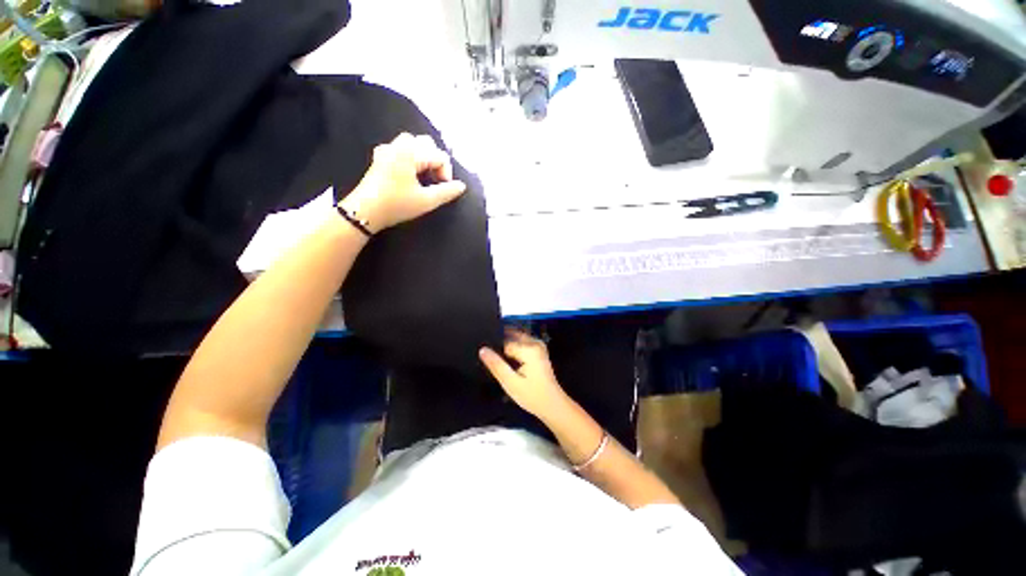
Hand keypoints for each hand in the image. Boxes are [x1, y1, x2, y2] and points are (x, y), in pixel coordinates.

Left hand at [340, 133, 466, 232]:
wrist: (365, 211)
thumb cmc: (396, 205)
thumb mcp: (426, 201)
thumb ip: (446, 192)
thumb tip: (461, 186)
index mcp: (410, 152)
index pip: (439, 155)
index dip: (446, 173)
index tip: (444, 189)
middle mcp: (398, 145)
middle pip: (426, 144)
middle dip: (436, 162)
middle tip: (436, 182)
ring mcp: (387, 150)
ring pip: (413, 145)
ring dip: (424, 159)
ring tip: (426, 178)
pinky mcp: (380, 158)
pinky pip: (402, 150)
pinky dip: (412, 159)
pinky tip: (411, 176)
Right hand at [479, 329, 570, 419]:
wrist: (552, 405)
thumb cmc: (532, 396)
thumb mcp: (510, 383)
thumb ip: (496, 365)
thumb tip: (482, 349)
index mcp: (529, 348)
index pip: (504, 342)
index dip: (496, 352)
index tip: (491, 362)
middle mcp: (535, 342)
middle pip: (511, 337)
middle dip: (501, 346)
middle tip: (496, 362)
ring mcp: (538, 345)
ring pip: (516, 339)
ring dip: (507, 347)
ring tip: (502, 364)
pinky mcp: (538, 350)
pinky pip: (521, 343)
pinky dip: (514, 349)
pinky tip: (511, 363)